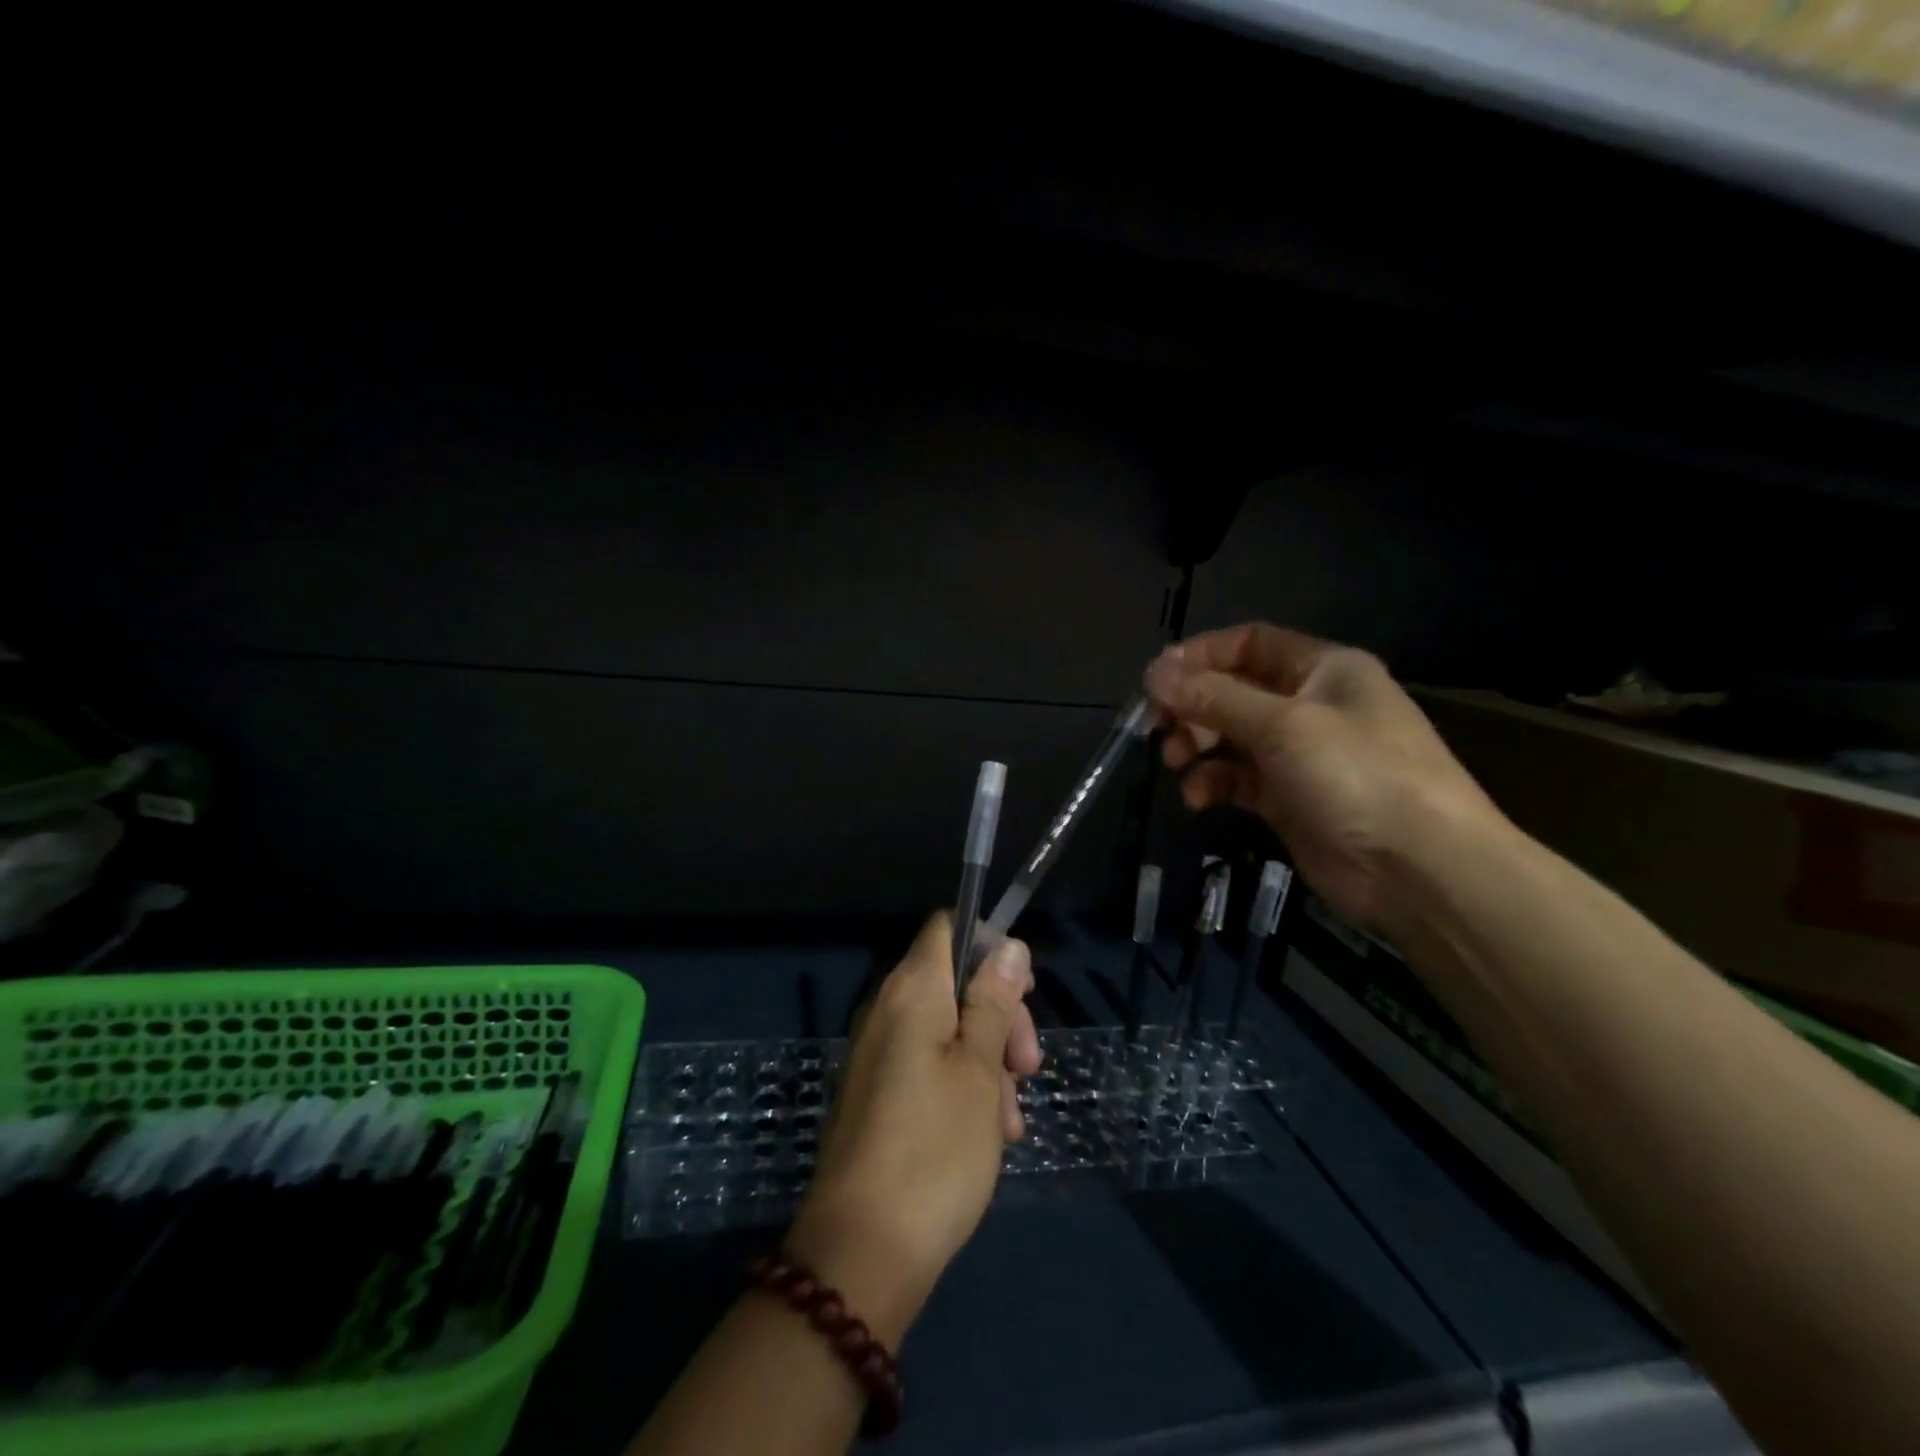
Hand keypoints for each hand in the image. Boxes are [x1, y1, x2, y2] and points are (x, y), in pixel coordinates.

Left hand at [786, 914, 1039, 1342]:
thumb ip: (993, 1001)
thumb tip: (1008, 944)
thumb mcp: (979, 1069)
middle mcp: (887, 1009)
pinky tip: (987, 1134)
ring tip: (1008, 1123)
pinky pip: (927, 1065)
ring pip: (947, 1029)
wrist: (861, 1252)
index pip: (949, 927)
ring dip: (988, 1062)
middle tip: (1028, 1069)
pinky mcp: (877, 1091)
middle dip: (999, 1017)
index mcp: (910, 990)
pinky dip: (962, 1086)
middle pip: (954, 981)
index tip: (1022, 992)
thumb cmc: (935, 1149)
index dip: (990, 946)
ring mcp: (877, 1052)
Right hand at [1144, 622, 1501, 941]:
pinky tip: (1200, 800)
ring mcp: (1301, 756)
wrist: (1421, 872)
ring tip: (1177, 765)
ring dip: (1197, 746)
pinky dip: (1215, 784)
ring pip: (1231, 737)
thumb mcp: (1282, 725)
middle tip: (1159, 729)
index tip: (1156, 680)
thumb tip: (1154, 672)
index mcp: (1323, 669)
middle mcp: (1311, 705)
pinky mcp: (1290, 800)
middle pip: (1234, 690)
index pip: (1250, 643)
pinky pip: (1239, 780)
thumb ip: (1214, 698)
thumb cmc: (1358, 776)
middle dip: (1193, 707)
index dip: (1200, 656)